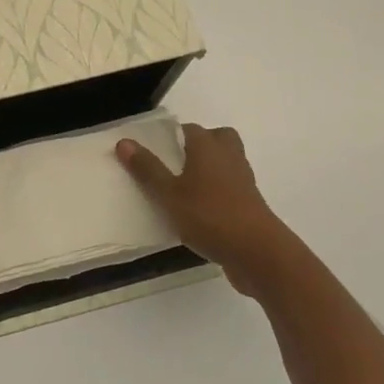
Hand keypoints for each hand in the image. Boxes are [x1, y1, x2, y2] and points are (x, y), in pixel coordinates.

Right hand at [117, 123, 287, 294]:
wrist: (259, 254)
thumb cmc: (210, 216)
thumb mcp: (169, 194)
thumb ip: (147, 169)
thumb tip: (124, 141)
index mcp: (208, 147)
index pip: (189, 129)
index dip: (172, 135)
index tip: (155, 149)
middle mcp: (229, 157)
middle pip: (217, 139)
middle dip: (200, 145)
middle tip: (177, 162)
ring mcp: (244, 182)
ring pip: (227, 163)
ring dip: (210, 169)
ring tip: (184, 187)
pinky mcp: (251, 206)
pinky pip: (231, 189)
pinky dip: (218, 193)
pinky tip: (199, 212)